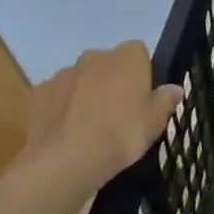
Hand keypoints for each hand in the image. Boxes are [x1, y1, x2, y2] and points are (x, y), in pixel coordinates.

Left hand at [17, 41, 184, 195]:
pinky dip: (62, 108)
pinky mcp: (39, 92)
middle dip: (112, 81)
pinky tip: (67, 133)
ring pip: (81, 79)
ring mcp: (63, 73)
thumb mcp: (155, 122)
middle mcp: (95, 56)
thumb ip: (166, 100)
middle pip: (108, 64)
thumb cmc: (121, 135)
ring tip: (90, 127)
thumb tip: (174, 89)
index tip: (142, 98)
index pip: (139, 53)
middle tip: (118, 114)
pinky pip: (57, 96)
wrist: (65, 161)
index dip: (142, 74)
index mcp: (128, 56)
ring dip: (86, 94)